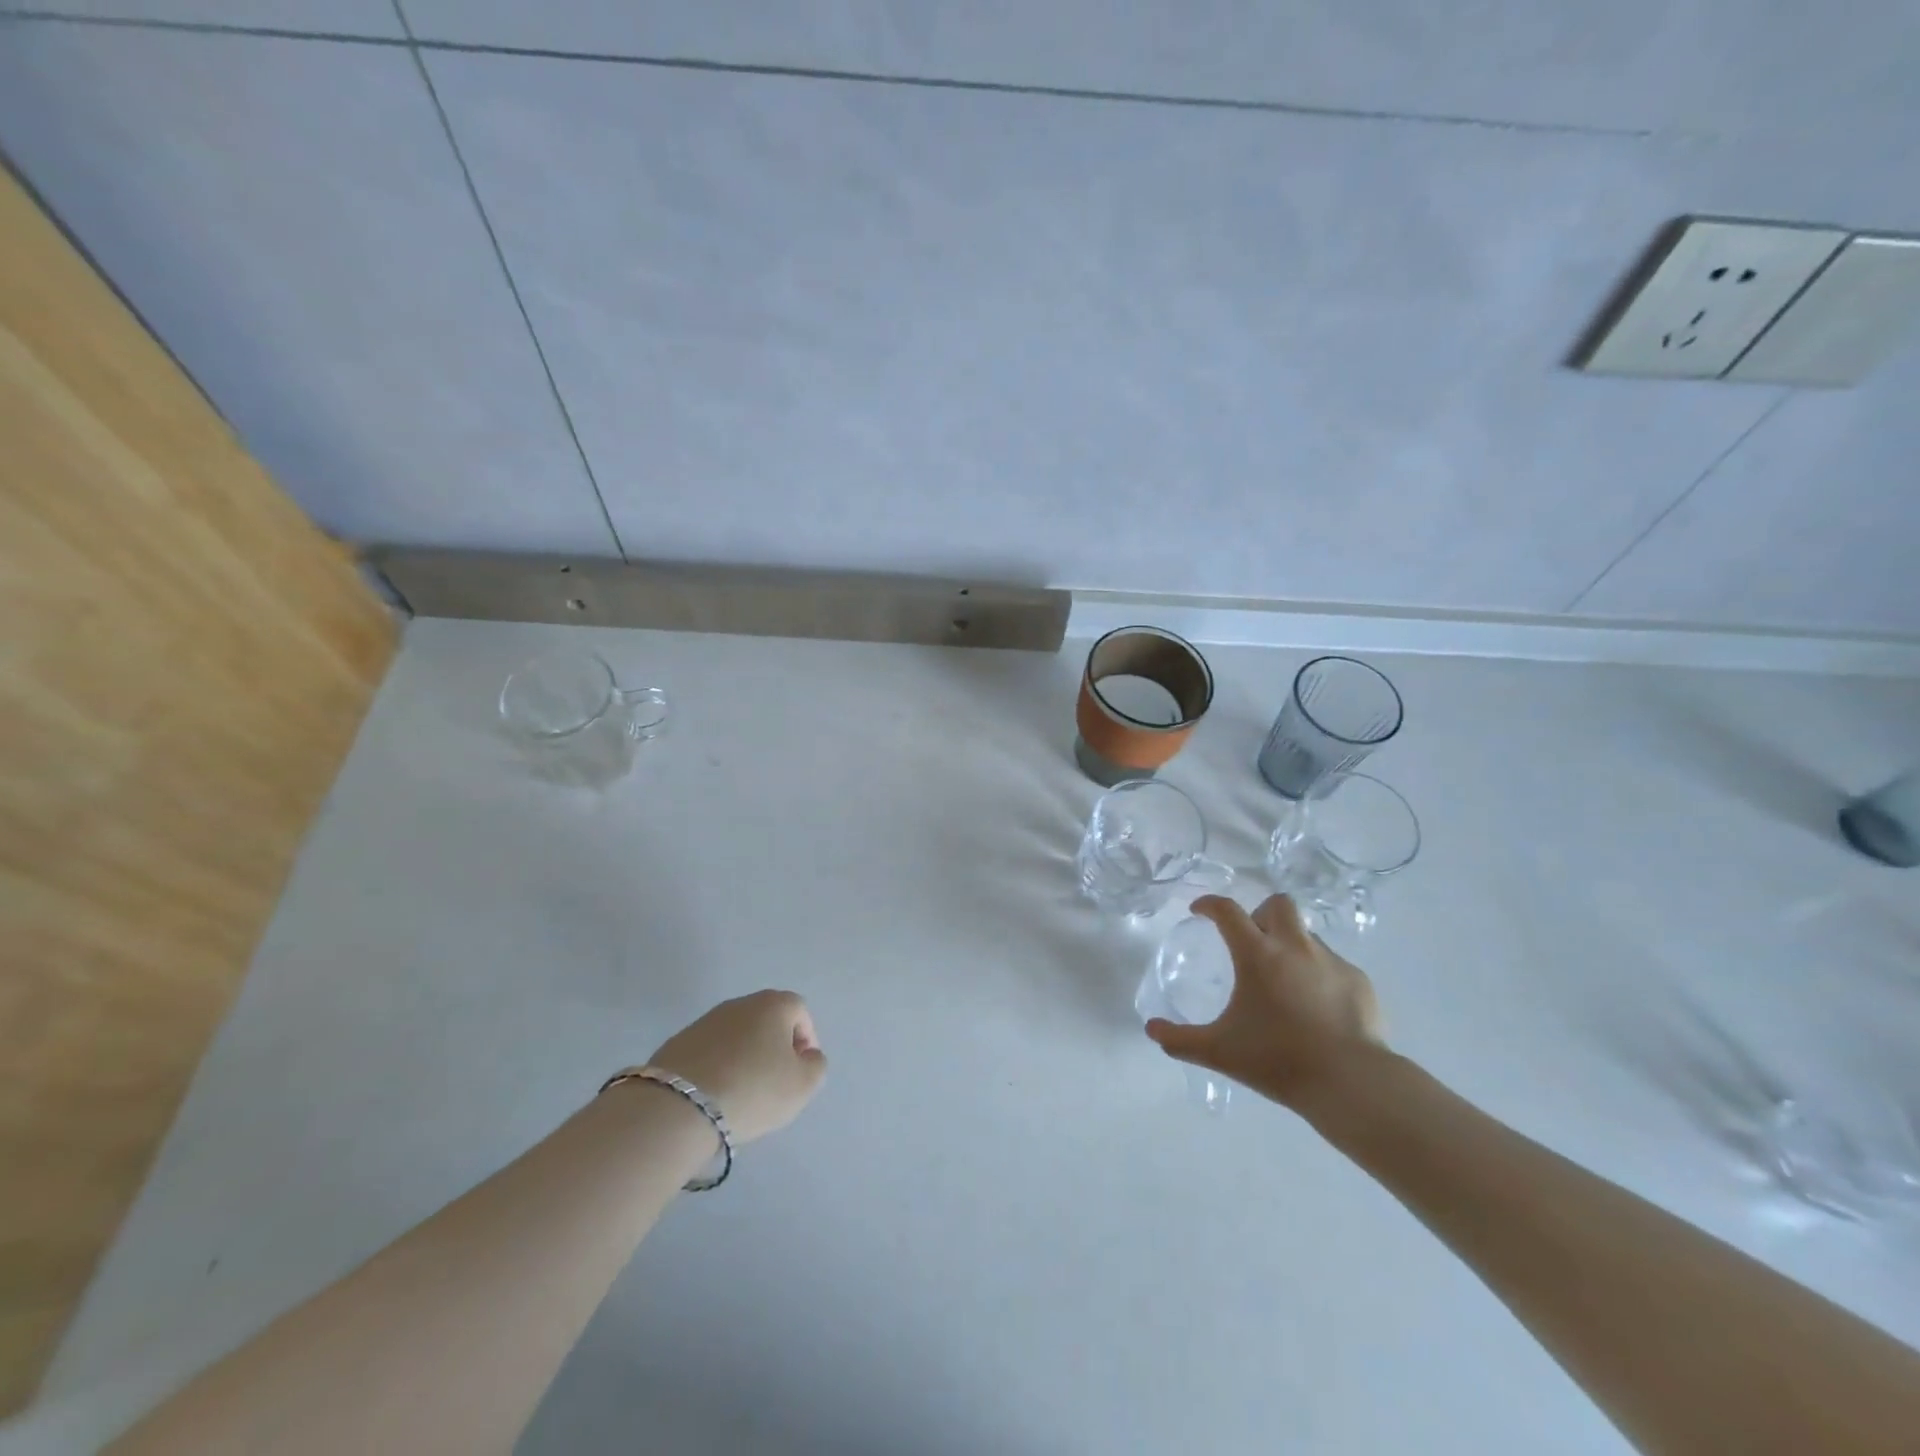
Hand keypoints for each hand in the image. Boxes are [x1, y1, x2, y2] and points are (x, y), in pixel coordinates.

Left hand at [648, 990, 826, 1143]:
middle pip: (767, 1020)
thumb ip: (815, 1066)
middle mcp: (739, 1003)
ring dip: (744, 1056)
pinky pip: (709, 1051)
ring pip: (737, 1035)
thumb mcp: (802, 1085)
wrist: (678, 1107)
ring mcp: (705, 1021)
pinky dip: (717, 1067)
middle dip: (774, 1047)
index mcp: (773, 1004)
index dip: (806, 1039)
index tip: (801, 1071)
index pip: (799, 1011)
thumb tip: (806, 1056)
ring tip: (742, 1093)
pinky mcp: (677, 1042)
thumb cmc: (753, 1089)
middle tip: (774, 1082)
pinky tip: (714, 1095)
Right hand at [1145, 894, 1385, 1108]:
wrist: (1352, 1083)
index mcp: (1257, 955)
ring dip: (1290, 945)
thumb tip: (1151, 1030)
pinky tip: (1316, 1007)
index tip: (1199, 911)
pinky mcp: (1359, 982)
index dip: (1209, 904)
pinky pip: (1332, 964)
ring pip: (1306, 934)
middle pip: (1278, 904)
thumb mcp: (1219, 1051)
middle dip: (1260, 913)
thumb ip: (1180, 1040)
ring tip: (1284, 982)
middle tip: (1251, 942)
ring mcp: (1331, 962)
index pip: (1228, 910)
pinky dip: (1318, 975)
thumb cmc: (1278, 1060)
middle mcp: (1295, 947)